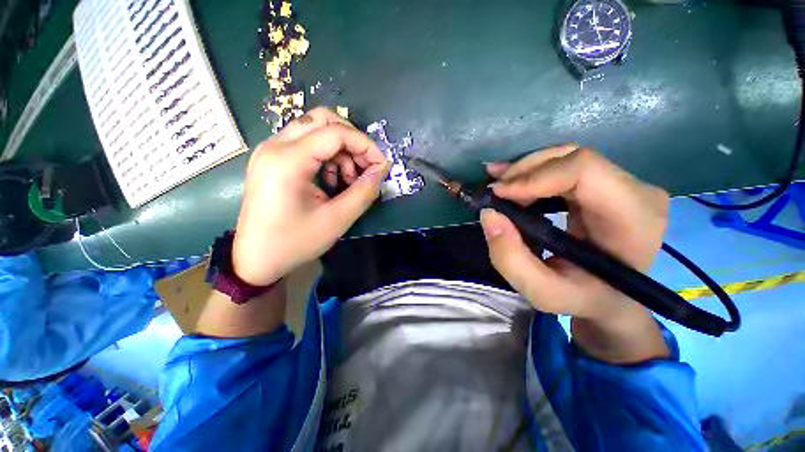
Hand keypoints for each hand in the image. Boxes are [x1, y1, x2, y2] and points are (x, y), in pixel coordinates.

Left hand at [232, 108, 389, 285]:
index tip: (382, 166)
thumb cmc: (294, 243)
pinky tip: (331, 179)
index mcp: (287, 161)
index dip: (365, 145)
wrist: (256, 259)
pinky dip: (327, 155)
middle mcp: (275, 146)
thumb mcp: (337, 220)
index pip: (336, 133)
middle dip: (352, 141)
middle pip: (323, 120)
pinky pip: (306, 143)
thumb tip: (381, 170)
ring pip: (315, 129)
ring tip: (348, 178)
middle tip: (365, 167)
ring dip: (340, 149)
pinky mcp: (272, 159)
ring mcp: (271, 150)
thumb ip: (364, 192)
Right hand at [481, 145, 669, 362]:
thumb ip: (511, 259)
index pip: (585, 171)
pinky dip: (532, 171)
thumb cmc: (583, 298)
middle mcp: (636, 191)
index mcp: (633, 219)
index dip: (535, 177)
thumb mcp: (542, 292)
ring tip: (497, 185)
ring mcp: (623, 183)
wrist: (610, 298)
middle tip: (493, 192)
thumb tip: (490, 214)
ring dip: (525, 170)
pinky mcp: (605, 183)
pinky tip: (510, 180)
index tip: (498, 194)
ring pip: (565, 158)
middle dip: (524, 172)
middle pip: (573, 158)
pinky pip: (564, 165)